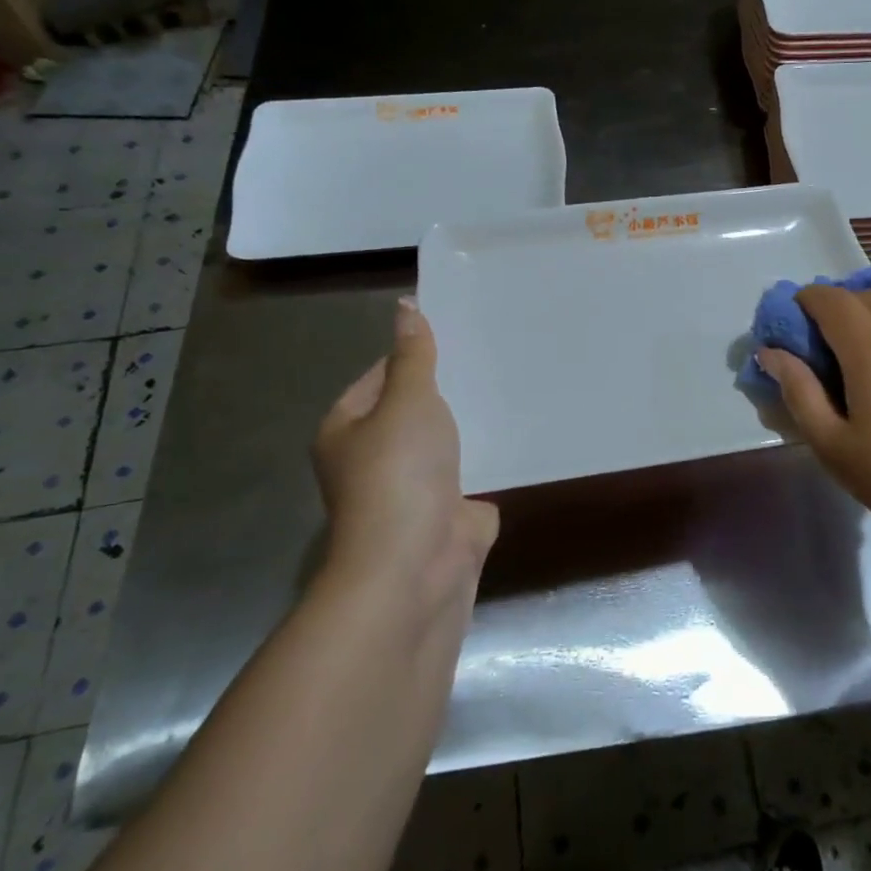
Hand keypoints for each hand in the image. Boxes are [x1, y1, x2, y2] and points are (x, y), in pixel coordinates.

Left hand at [312, 298, 498, 623]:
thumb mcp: (407, 400)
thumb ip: (414, 356)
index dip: (414, 354)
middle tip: (494, 351)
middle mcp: (375, 458)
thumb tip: (405, 306)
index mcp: (347, 430)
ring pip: (447, 440)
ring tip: (513, 380)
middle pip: (414, 409)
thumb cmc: (399, 474)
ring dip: (473, 421)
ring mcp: (414, 487)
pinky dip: (493, 454)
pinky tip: (523, 428)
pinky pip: (474, 470)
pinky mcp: (450, 510)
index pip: (379, 376)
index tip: (459, 333)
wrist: (418, 565)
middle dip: (450, 387)